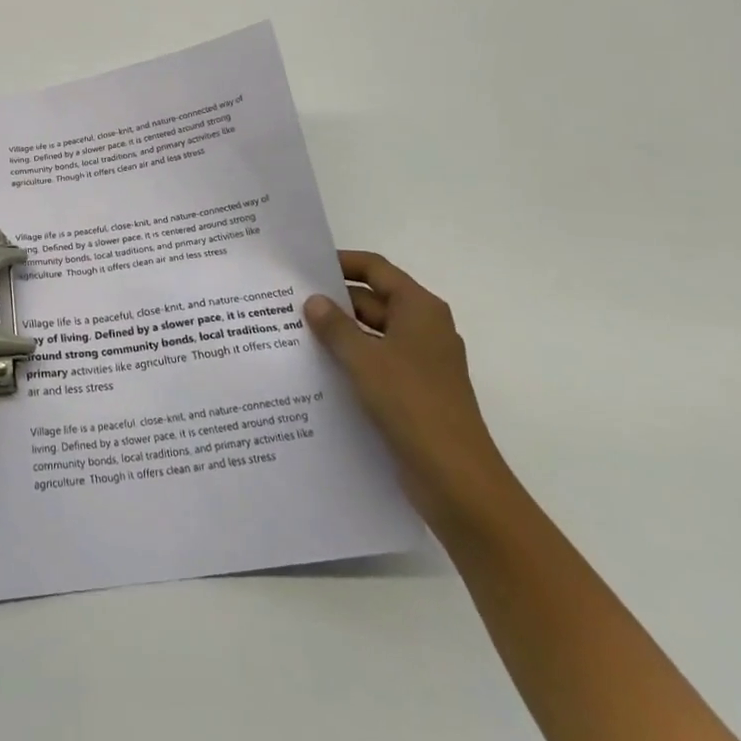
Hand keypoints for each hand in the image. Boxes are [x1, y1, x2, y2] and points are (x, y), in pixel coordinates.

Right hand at [305, 250, 512, 526]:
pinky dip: (349, 361)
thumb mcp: (364, 359)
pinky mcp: (412, 392)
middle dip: (333, 302)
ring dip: (338, 334)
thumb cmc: (412, 404)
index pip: (376, 269)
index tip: (305, 266)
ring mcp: (419, 362)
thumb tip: (313, 300)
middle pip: (373, 301)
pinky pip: (375, 363)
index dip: (342, 262)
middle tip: (286, 303)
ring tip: (291, 334)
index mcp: (419, 309)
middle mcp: (423, 328)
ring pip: (371, 335)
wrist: (455, 478)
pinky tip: (314, 370)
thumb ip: (335, 327)